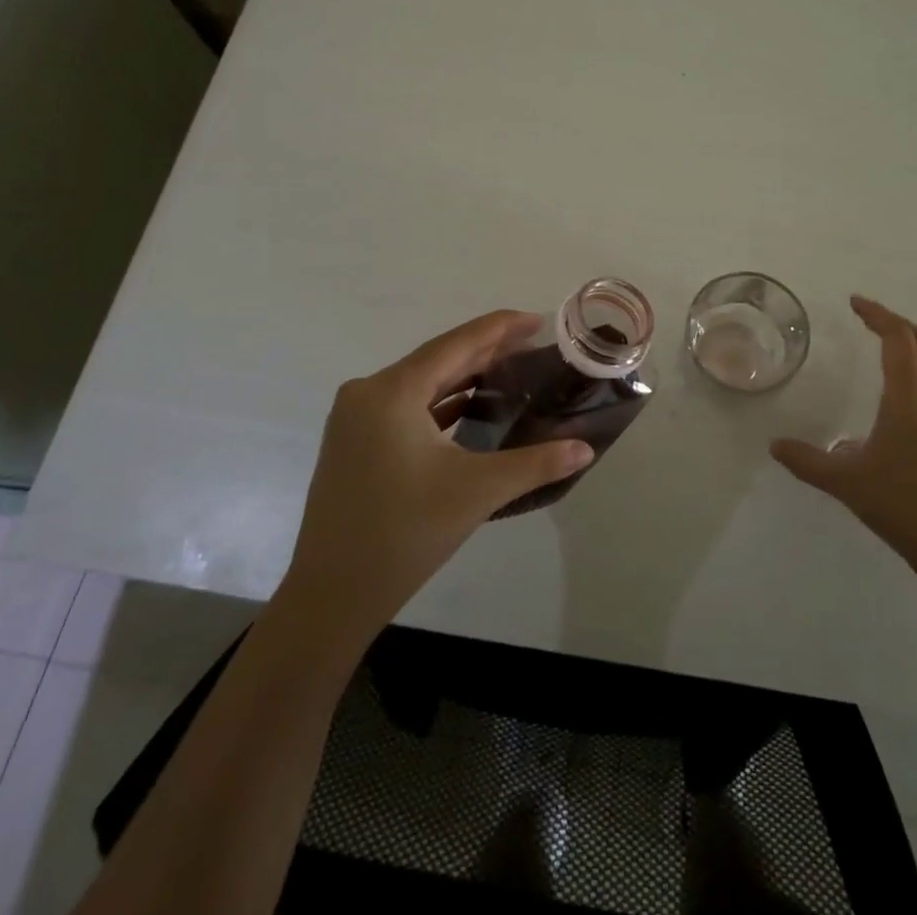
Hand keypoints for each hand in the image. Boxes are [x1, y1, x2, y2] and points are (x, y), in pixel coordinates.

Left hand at [285, 310, 594, 637]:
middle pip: (438, 359)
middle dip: (486, 351)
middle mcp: (368, 393)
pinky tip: (471, 407)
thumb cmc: (404, 534)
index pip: (456, 344)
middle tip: (533, 346)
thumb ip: (536, 463)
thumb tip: (585, 449)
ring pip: (421, 383)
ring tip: (510, 372)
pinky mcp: (353, 442)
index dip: (499, 328)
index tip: (537, 320)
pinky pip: (405, 406)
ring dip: (464, 377)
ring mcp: (355, 418)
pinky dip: (441, 403)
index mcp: (392, 392)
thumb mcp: (477, 492)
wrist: (330, 596)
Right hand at [771, 296, 916, 568]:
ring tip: (891, 351)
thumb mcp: (844, 481)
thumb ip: (807, 460)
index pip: (897, 338)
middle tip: (869, 320)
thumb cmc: (901, 503)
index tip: (855, 303)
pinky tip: (909, 400)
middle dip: (897, 323)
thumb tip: (775, 445)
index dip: (877, 314)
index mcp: (907, 398)